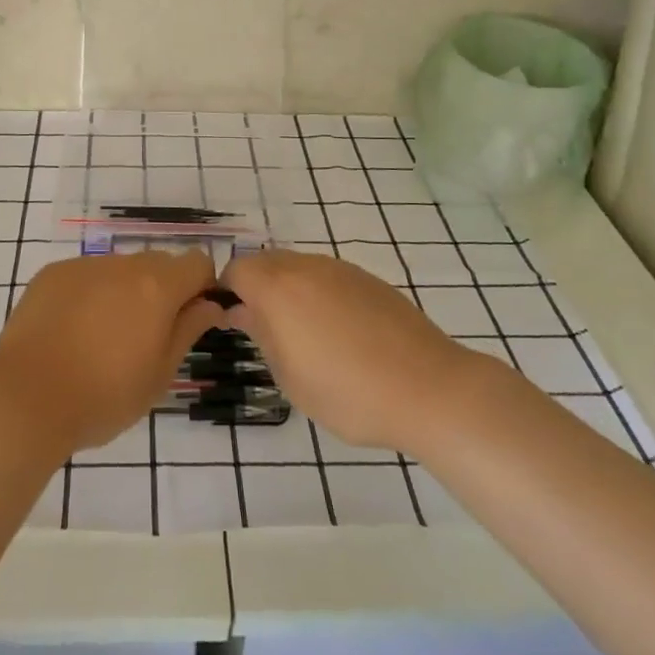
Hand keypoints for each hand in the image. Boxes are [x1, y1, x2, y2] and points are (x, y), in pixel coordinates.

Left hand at [0, 250, 223, 455]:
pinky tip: (72, 332)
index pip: (197, 263)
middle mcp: (122, 264)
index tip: (191, 318)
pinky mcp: (52, 274)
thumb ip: (188, 330)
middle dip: (163, 291)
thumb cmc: (104, 396)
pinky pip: (85, 276)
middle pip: (158, 264)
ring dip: (124, 293)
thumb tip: (210, 304)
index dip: (201, 287)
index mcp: (157, 286)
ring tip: (103, 339)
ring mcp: (83, 265)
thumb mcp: (160, 374)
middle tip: (147, 336)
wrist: (26, 400)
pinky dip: (89, 295)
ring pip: (119, 270)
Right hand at [223, 249, 478, 451]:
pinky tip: (337, 332)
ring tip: (302, 334)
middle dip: (255, 288)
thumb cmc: (349, 392)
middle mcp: (305, 267)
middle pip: (265, 262)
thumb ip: (262, 336)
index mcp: (278, 288)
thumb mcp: (291, 377)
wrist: (429, 387)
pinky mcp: (368, 279)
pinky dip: (318, 294)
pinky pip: (327, 276)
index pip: (235, 270)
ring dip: (288, 290)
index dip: (226, 291)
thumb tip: (242, 312)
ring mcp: (340, 269)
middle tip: (262, 329)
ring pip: (298, 267)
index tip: (229, 321)